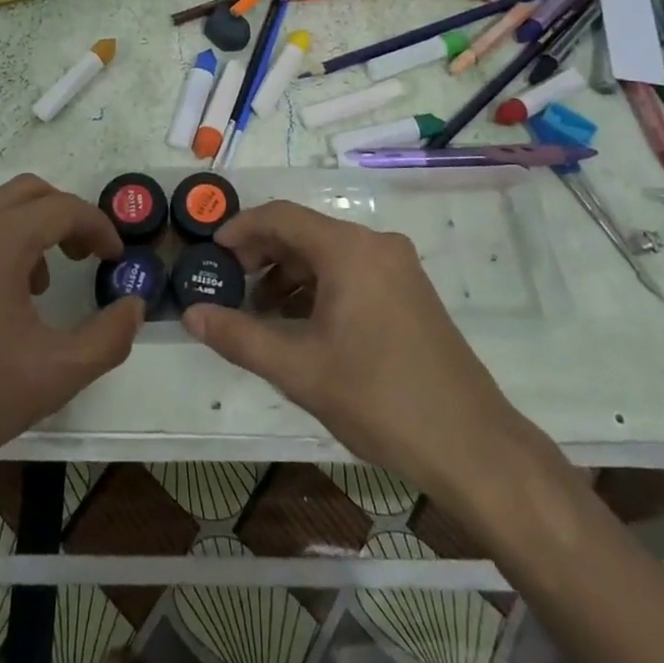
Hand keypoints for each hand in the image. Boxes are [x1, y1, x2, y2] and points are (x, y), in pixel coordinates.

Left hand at [0, 175, 142, 494]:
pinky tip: (6, 302)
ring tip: (47, 281)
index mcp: (0, 239)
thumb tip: (134, 308)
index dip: (99, 227)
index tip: (117, 258)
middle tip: (87, 254)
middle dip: (67, 214)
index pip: (64, 208)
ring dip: (34, 229)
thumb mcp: (55, 374)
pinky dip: (4, 245)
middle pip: (30, 193)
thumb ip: (108, 338)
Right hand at [181, 200, 529, 502]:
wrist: (472, 446)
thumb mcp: (299, 370)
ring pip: (328, 254)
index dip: (240, 229)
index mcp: (349, 249)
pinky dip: (318, 287)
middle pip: (305, 232)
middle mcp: (375, 244)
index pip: (281, 216)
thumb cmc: (379, 399)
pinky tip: (301, 324)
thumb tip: (191, 313)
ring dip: (289, 274)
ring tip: (259, 312)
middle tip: (228, 286)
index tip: (210, 253)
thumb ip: (239, 337)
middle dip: (262, 254)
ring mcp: (398, 267)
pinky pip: (352, 272)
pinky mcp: (409, 291)